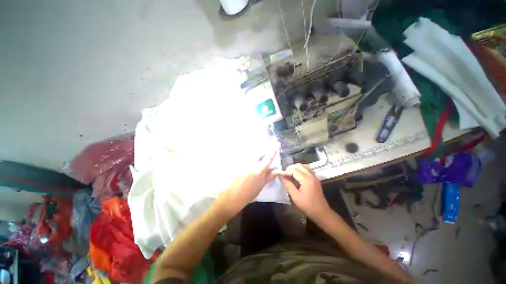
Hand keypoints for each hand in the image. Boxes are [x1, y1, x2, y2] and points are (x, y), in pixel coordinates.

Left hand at [215, 148, 281, 217]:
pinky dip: (252, 158)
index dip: (274, 149)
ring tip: (260, 159)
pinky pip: (247, 157)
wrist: (232, 196)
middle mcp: (252, 162)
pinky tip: (251, 163)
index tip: (277, 143)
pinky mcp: (238, 163)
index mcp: (259, 169)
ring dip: (258, 155)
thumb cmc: (250, 193)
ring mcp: (244, 162)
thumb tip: (280, 170)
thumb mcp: (262, 184)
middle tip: (267, 155)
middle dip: (265, 152)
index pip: (269, 157)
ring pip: (253, 154)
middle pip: (260, 153)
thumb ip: (271, 175)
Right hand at [280, 164, 330, 219]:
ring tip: (290, 174)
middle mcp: (311, 175)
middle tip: (285, 174)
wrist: (322, 213)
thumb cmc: (308, 206)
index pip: (294, 170)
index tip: (280, 175)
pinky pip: (307, 169)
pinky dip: (301, 170)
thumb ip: (288, 185)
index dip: (286, 171)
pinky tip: (297, 176)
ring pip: (304, 166)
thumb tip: (281, 176)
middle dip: (291, 168)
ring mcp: (314, 176)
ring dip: (296, 168)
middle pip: (299, 165)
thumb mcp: (295, 197)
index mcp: (306, 180)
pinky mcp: (315, 179)